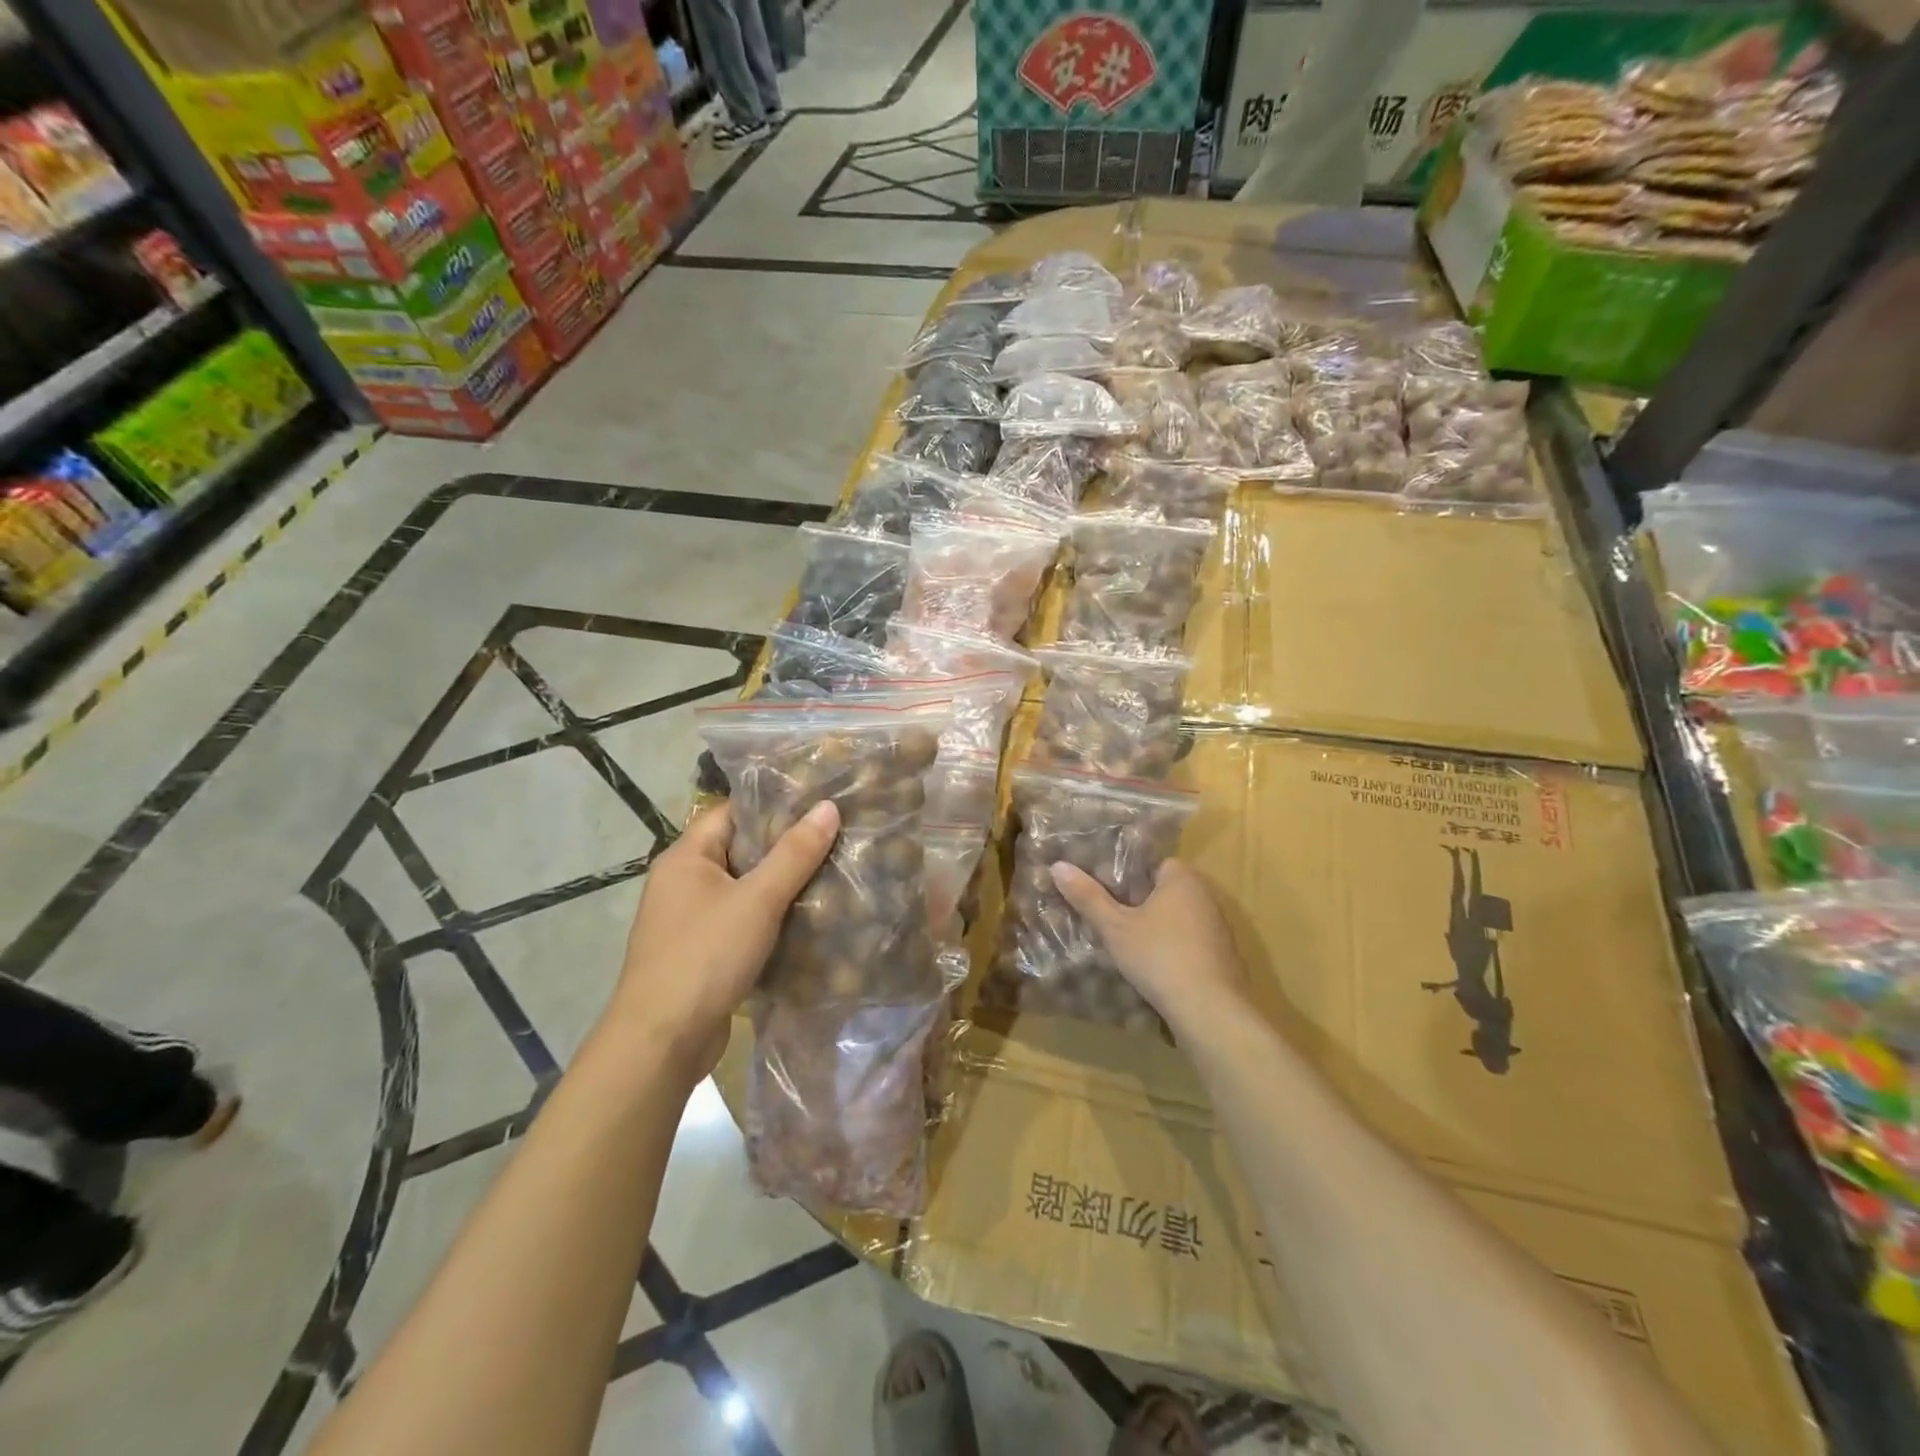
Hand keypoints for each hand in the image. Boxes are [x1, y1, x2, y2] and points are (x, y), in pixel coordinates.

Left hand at [602, 800, 838, 1081]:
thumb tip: (828, 807)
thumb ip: (794, 854)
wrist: (661, 1043)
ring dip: (782, 885)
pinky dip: (771, 918)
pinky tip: (809, 918)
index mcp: (686, 857)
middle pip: (741, 849)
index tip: (820, 801)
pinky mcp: (702, 953)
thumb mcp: (757, 900)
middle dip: (786, 846)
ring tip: (832, 871)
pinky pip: (742, 921)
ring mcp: (690, 920)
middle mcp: (683, 882)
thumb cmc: (705, 957)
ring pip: (744, 888)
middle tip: (836, 835)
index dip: (775, 804)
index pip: (733, 812)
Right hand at [1050, 859, 1247, 1031]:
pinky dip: (1173, 949)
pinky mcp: (1224, 956)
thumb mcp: (1115, 928)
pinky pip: (1191, 942)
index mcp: (1182, 878)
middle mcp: (1206, 895)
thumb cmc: (1158, 957)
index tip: (1104, 891)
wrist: (1209, 1010)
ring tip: (1127, 944)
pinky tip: (1155, 967)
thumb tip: (1058, 866)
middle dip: (1139, 902)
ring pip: (1178, 918)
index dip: (1126, 876)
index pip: (1152, 863)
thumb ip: (1088, 897)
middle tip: (1109, 918)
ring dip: (1157, 927)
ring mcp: (1219, 927)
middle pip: (1164, 890)